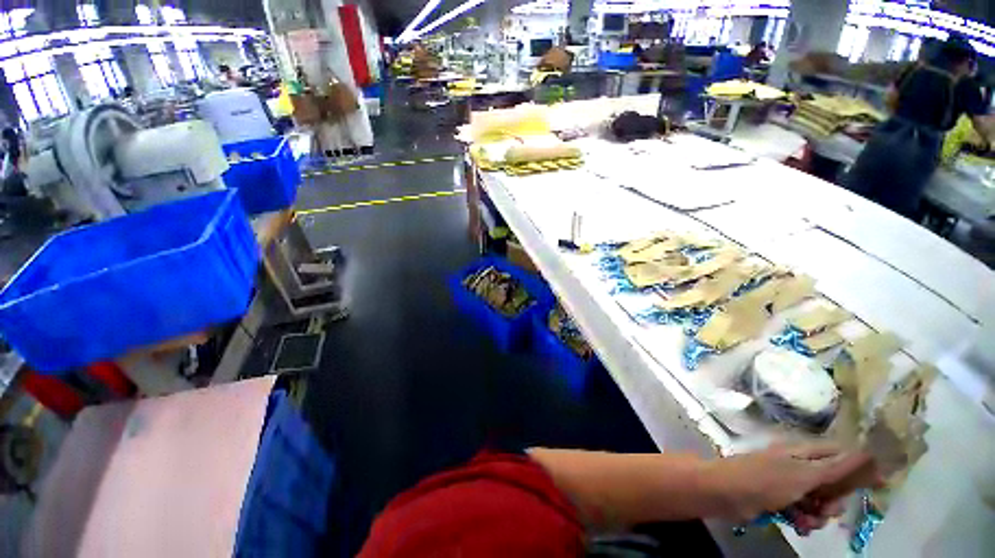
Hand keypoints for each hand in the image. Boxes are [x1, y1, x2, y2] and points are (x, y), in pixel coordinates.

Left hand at [708, 444, 875, 534]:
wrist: (725, 493)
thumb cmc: (764, 480)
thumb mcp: (804, 474)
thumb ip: (837, 468)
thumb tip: (868, 452)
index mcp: (802, 452)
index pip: (839, 454)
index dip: (859, 468)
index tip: (879, 485)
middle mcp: (797, 465)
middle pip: (833, 483)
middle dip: (833, 501)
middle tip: (824, 509)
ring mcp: (788, 483)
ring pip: (819, 502)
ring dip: (817, 516)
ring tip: (805, 521)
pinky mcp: (779, 500)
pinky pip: (803, 513)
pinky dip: (804, 521)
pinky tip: (796, 526)